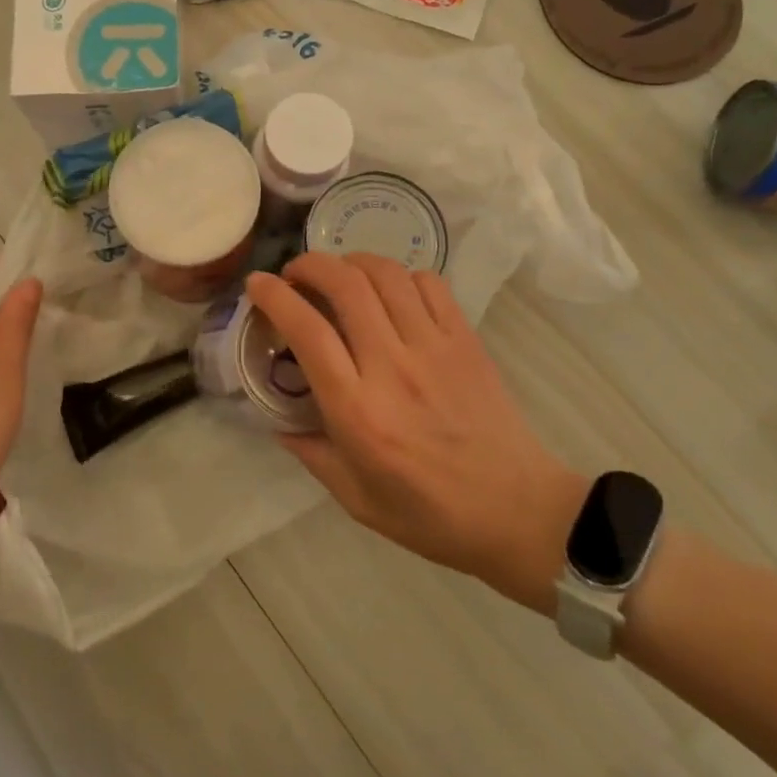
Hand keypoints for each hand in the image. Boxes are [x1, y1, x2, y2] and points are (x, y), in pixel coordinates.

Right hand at [246, 253, 586, 613]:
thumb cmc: (430, 515)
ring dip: (352, 261)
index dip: (275, 297)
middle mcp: (392, 367)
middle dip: (310, 264)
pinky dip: (401, 275)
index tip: (257, 285)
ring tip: (339, 275)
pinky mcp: (466, 340)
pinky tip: (391, 291)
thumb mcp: (356, 499)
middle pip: (345, 285)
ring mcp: (434, 348)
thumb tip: (278, 422)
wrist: (518, 513)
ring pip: (386, 274)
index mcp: (358, 410)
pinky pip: (429, 284)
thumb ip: (311, 454)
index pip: (308, 331)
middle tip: (296, 273)